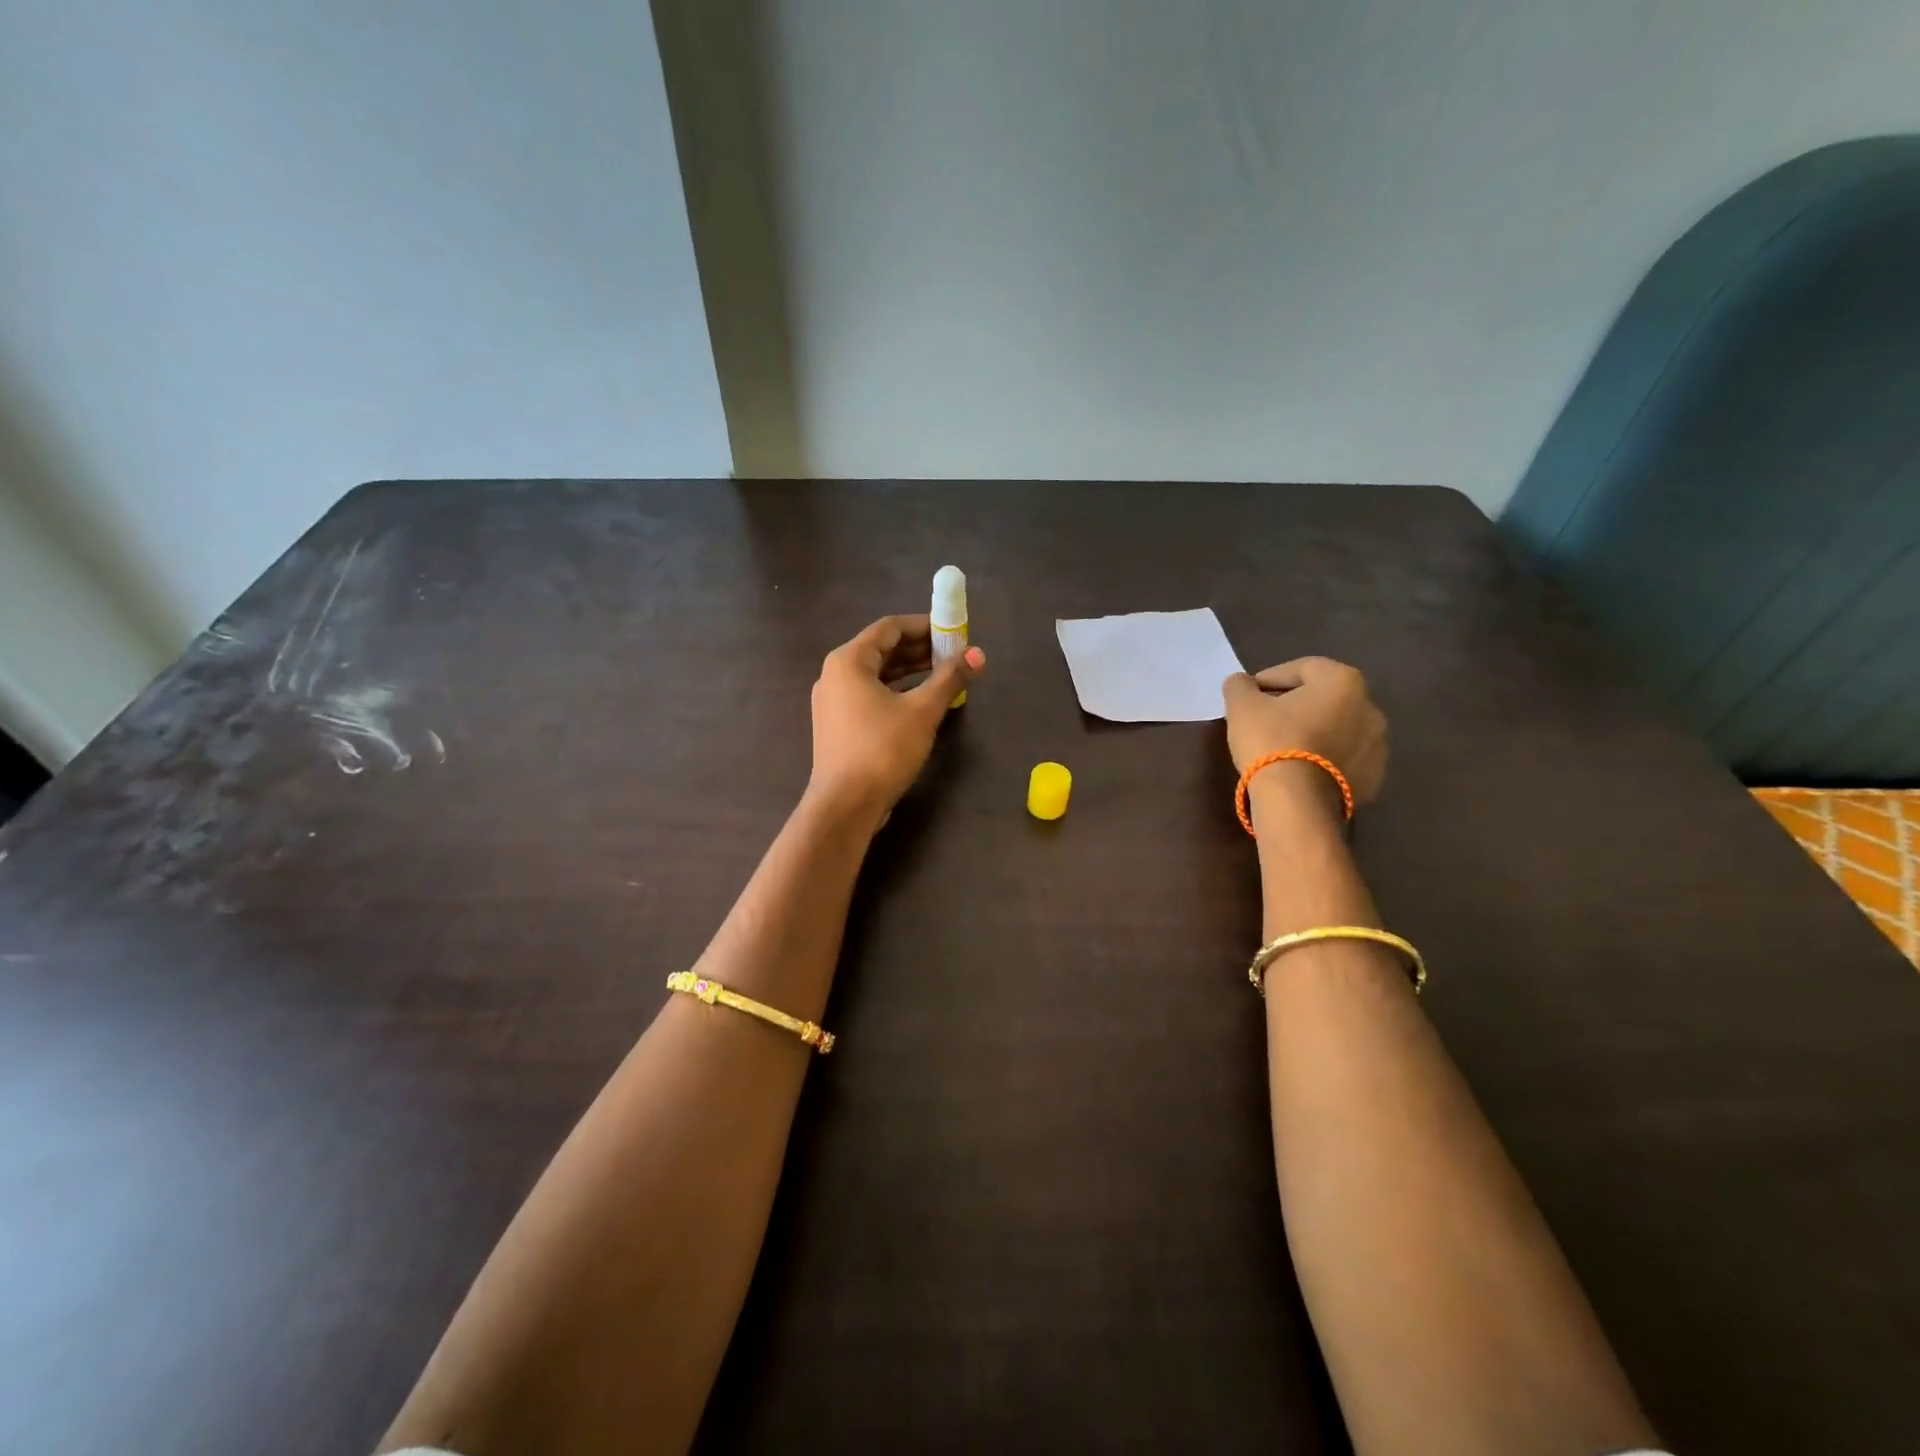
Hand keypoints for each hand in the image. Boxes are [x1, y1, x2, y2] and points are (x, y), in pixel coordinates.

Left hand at [807, 615, 984, 826]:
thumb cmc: (882, 750)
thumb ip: (950, 678)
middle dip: (919, 650)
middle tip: (954, 654)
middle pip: (881, 650)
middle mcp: (835, 674)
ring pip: (876, 675)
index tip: (954, 632)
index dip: (924, 626)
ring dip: (910, 672)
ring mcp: (833, 702)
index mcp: (848, 660)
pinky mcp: (838, 725)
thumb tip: (978, 654)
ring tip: (944, 676)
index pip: (890, 628)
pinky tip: (921, 703)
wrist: (845, 805)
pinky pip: (870, 696)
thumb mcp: (923, 711)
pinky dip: (896, 692)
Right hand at [1222, 657, 1388, 804]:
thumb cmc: (1271, 740)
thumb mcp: (1242, 705)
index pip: (1302, 668)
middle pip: (1324, 698)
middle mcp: (1370, 707)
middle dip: (1294, 705)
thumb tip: (1241, 683)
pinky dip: (1324, 758)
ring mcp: (1376, 745)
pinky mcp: (1373, 778)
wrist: (1297, 801)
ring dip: (1313, 731)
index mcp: (1343, 681)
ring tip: (1282, 747)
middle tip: (1264, 720)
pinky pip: (1343, 759)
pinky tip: (1299, 770)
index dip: (1270, 677)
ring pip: (1337, 729)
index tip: (1248, 694)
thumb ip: (1240, 686)